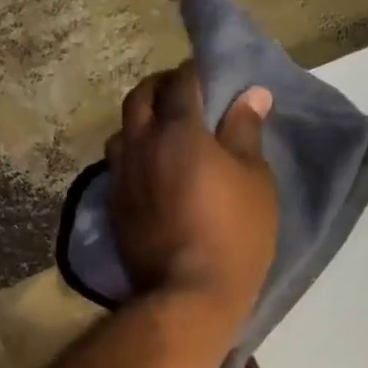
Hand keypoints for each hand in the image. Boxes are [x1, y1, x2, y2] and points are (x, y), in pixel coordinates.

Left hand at [106, 61, 276, 334]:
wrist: (188, 294)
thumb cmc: (234, 234)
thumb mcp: (254, 180)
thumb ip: (245, 132)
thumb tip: (250, 95)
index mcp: (178, 131)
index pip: (181, 82)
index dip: (195, 73)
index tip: (208, 77)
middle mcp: (141, 146)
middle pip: (140, 98)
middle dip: (160, 87)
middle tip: (181, 94)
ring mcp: (122, 178)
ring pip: (121, 132)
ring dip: (139, 122)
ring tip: (160, 133)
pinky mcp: (113, 208)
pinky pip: (117, 166)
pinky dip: (132, 155)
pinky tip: (147, 169)